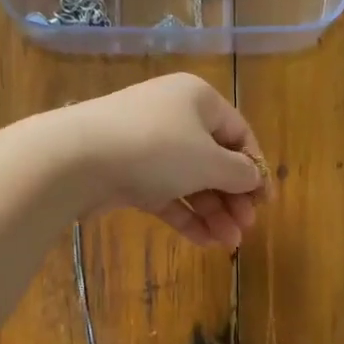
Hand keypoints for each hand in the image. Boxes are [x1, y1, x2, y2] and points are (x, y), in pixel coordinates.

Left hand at [59, 73, 266, 248]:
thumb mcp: (208, 160)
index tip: (265, 202)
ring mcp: (149, 147)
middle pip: (214, 160)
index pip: (238, 133)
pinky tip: (204, 242)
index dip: (255, 168)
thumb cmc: (156, 149)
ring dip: (212, 212)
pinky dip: (185, 216)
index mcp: (198, 100)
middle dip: (232, 197)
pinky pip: (166, 195)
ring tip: (228, 244)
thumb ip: (238, 173)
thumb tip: (253, 178)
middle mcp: (175, 117)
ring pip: (190, 181)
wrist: (78, 158)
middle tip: (245, 228)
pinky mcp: (129, 175)